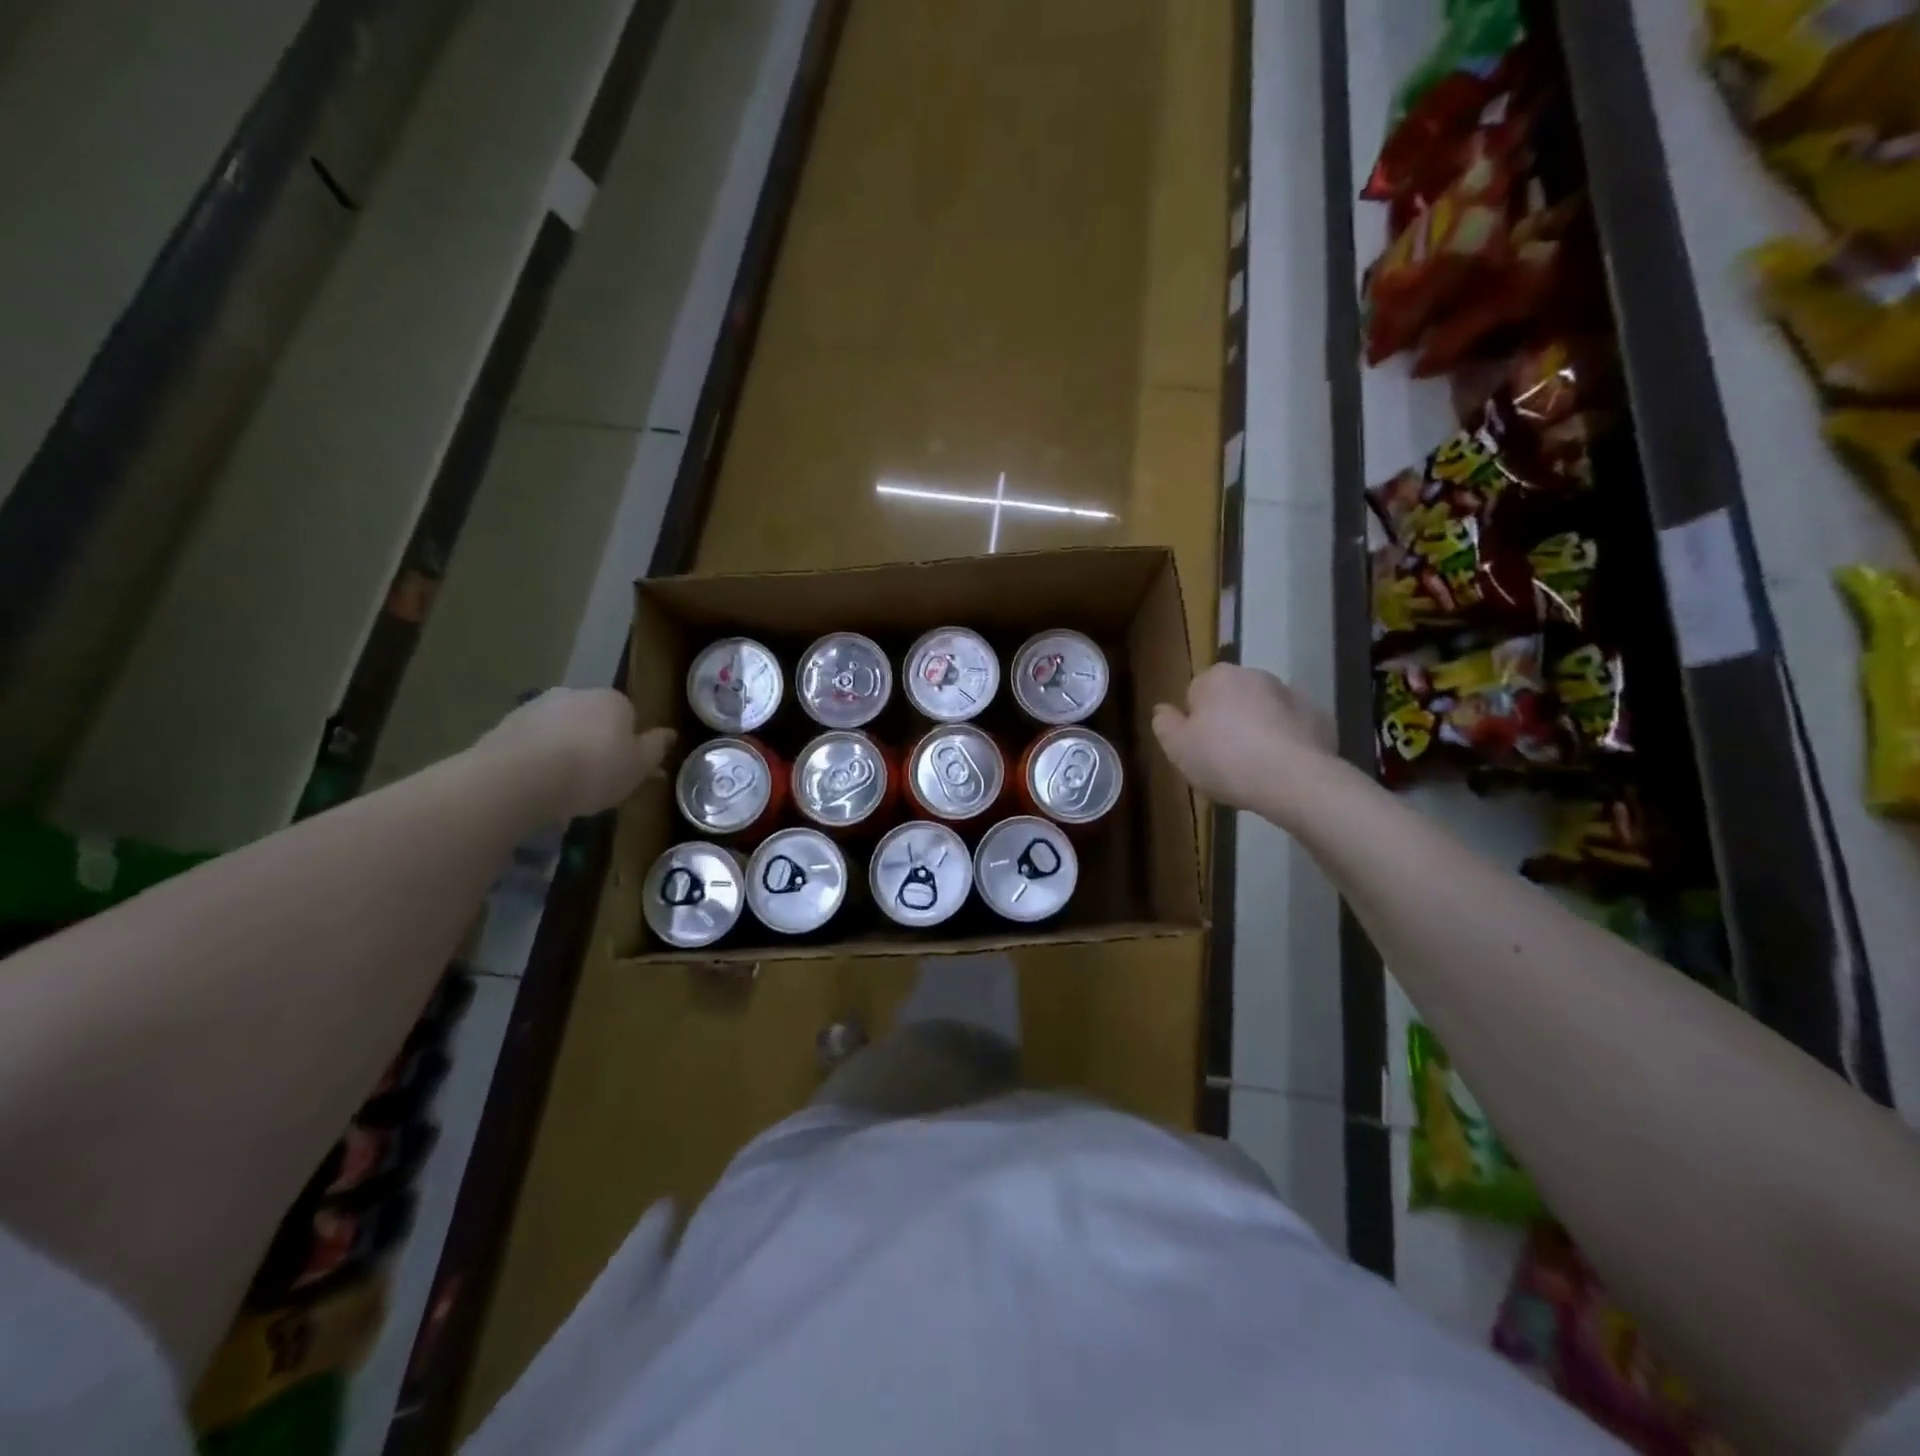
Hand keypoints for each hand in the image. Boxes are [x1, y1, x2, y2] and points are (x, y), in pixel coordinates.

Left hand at [475, 689, 674, 819]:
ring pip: (563, 731)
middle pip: (595, 722)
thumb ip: (656, 748)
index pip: (631, 717)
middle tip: (598, 782)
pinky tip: (539, 786)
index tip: (627, 772)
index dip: (630, 746)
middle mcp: (577, 694)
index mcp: (614, 700)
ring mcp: (538, 707)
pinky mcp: (506, 725)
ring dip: (567, 752)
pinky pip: (534, 743)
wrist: (519, 777)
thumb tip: (670, 733)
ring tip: (566, 790)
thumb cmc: (593, 770)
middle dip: (598, 746)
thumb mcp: (639, 766)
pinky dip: (539, 759)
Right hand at [1152, 664, 1337, 819]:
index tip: (1198, 747)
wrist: (1294, 780)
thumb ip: (1164, 724)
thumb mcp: (1177, 748)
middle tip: (1222, 759)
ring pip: (1263, 711)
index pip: (1195, 693)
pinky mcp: (1319, 717)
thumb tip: (1162, 710)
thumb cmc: (1225, 760)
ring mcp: (1291, 694)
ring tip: (1254, 768)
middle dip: (1227, 721)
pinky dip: (1285, 741)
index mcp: (1217, 677)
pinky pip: (1291, 728)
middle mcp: (1255, 675)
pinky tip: (1280, 768)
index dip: (1194, 721)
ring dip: (1257, 729)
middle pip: (1231, 698)